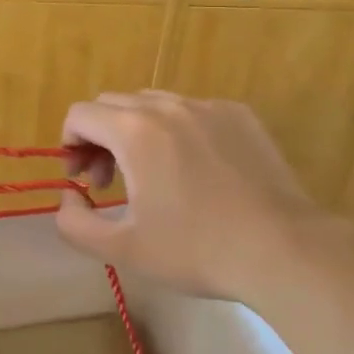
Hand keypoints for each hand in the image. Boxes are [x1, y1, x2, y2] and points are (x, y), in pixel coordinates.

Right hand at [55, 91, 353, 303]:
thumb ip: (73, 222)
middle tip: (111, 183)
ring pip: (153, 104)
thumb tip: (69, 195)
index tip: (83, 180)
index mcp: (134, 131)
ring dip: (136, 131)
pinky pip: (192, 111)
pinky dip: (178, 131)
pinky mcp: (240, 115)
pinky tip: (197, 171)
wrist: (284, 250)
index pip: (80, 114)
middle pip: (112, 104)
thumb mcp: (122, 249)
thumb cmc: (197, 250)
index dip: (70, 145)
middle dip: (99, 138)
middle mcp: (168, 106)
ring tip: (152, 175)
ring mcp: (208, 107)